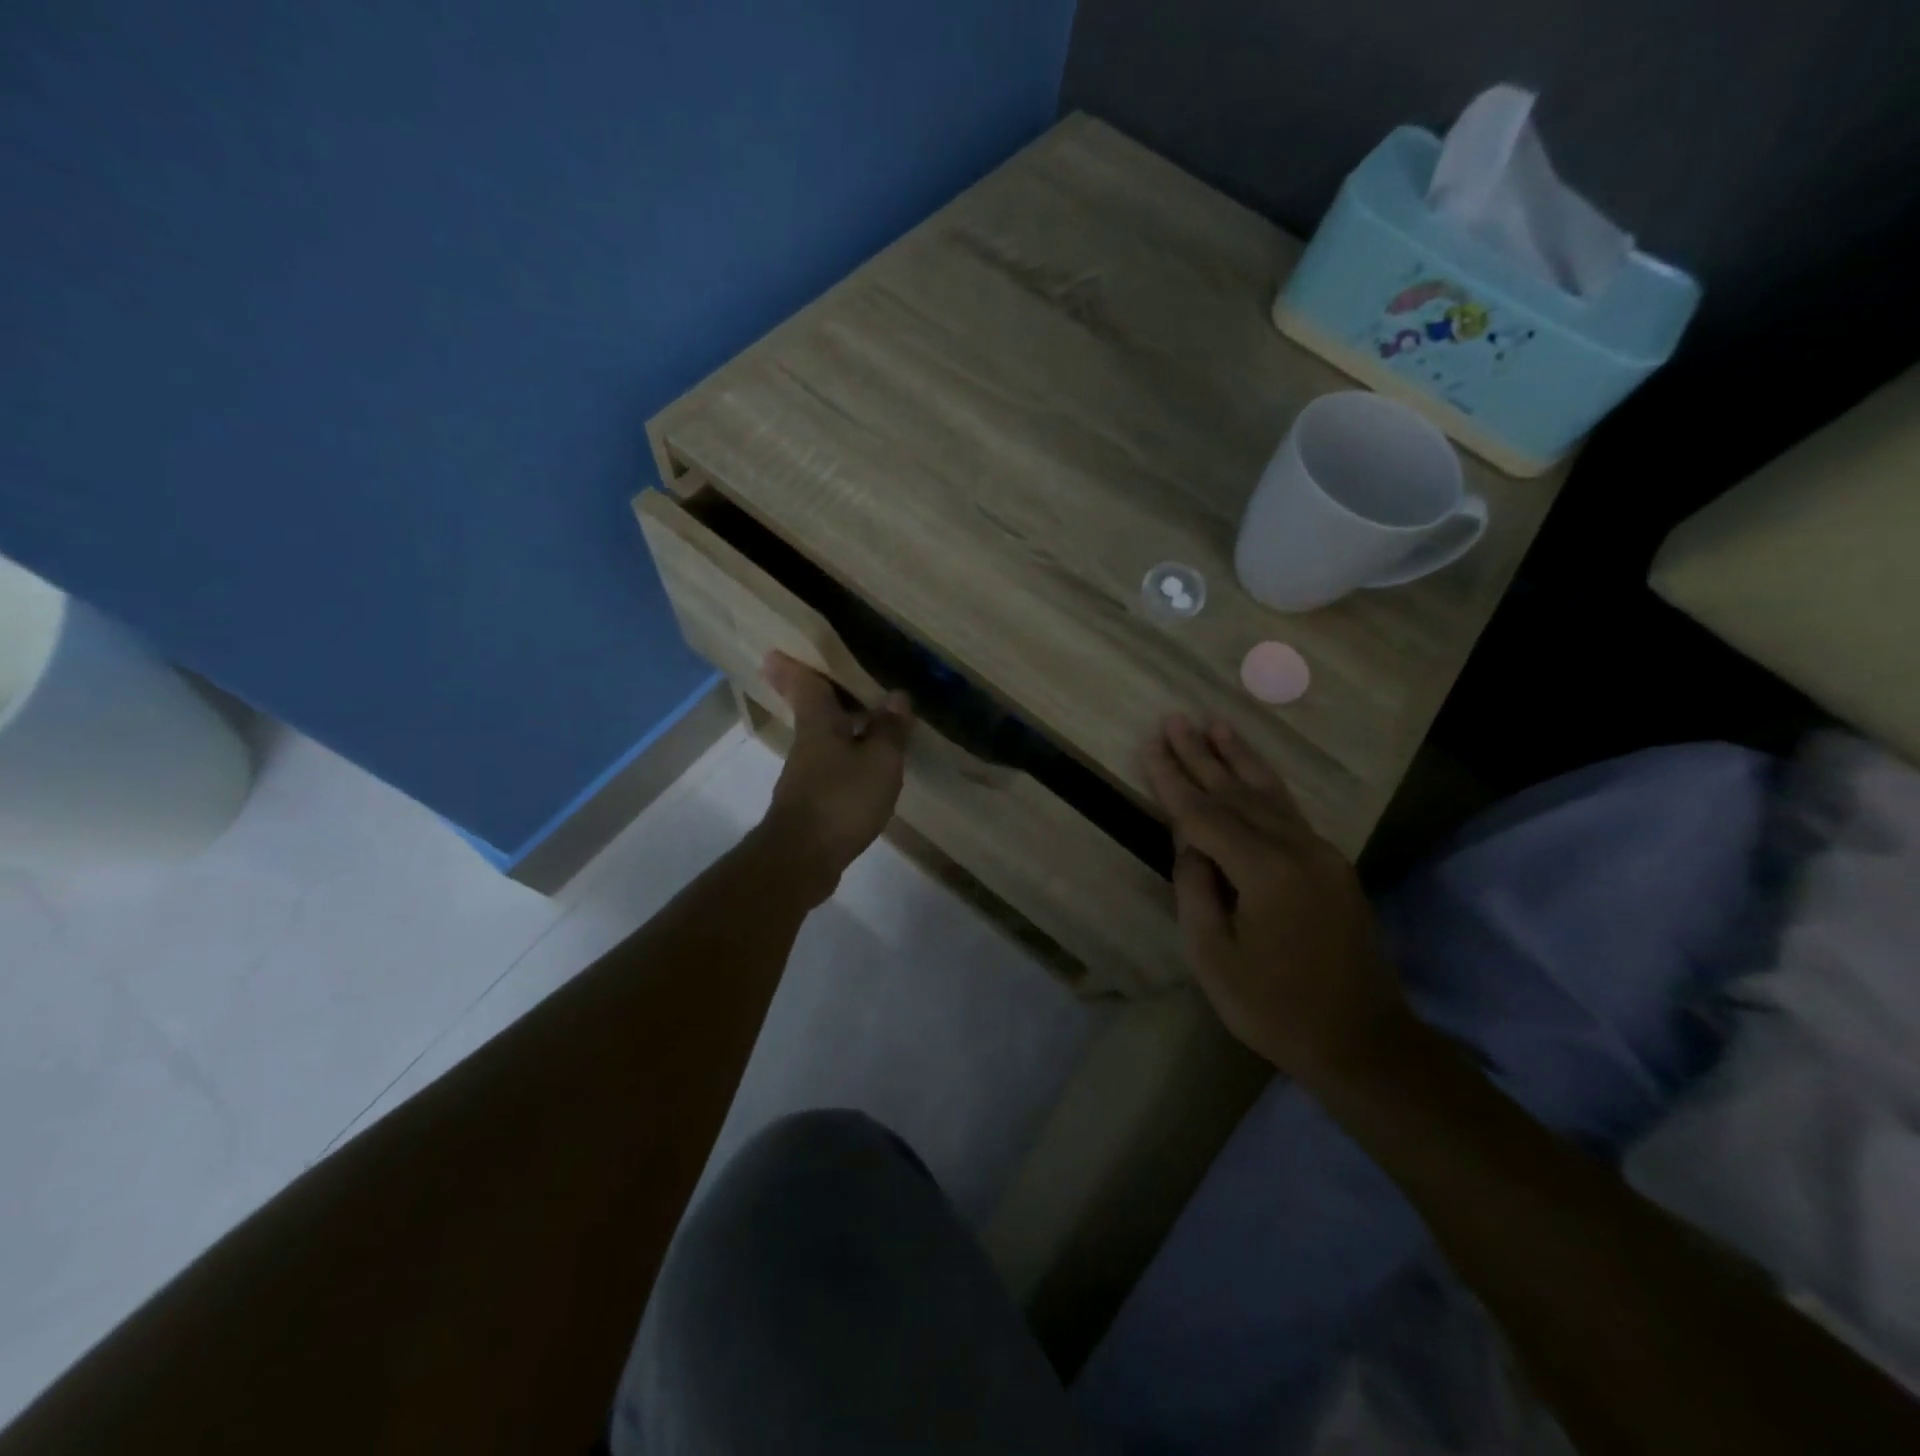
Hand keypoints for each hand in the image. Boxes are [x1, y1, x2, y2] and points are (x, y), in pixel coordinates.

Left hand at [756, 652, 911, 899]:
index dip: (796, 664)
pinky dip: (846, 755)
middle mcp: (807, 743)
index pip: (805, 683)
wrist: (803, 858)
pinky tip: (866, 764)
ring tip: (867, 716)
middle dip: (820, 692)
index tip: (780, 648)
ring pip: (822, 737)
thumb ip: (889, 729)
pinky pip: (830, 765)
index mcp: (819, 723)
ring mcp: (805, 774)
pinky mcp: (810, 802)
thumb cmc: (841, 800)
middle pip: (811, 709)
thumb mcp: (879, 762)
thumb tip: (897, 696)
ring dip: (839, 724)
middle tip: (839, 677)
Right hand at [1142, 715, 1414, 1086]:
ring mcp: (1321, 854)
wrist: (1364, 1042)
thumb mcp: (1214, 958)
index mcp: (1265, 871)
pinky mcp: (1332, 865)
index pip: (1206, 814)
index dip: (1173, 780)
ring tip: (1215, 724)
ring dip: (1238, 758)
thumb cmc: (1276, 1008)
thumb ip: (1196, 891)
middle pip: (1237, 792)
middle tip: (1175, 719)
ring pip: (1269, 793)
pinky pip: (1290, 811)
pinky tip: (1252, 770)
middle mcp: (1297, 849)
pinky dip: (1266, 783)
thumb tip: (1189, 846)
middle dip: (1201, 755)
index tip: (1151, 745)